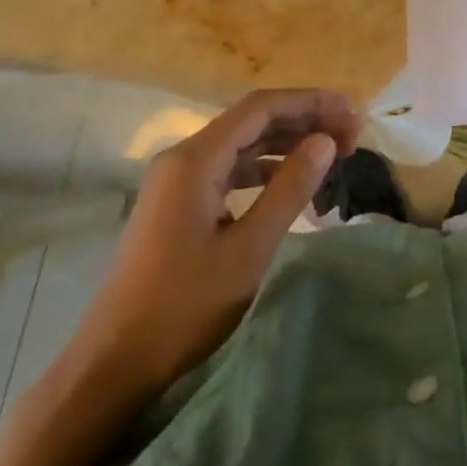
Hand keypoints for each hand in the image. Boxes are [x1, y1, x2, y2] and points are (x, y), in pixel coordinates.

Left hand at [66, 89, 359, 397]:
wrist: (114, 362)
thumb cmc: (184, 307)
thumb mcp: (249, 249)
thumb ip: (290, 189)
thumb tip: (325, 141)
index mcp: (196, 159)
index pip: (261, 107)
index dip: (311, 103)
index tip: (352, 115)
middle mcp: (183, 157)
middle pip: (252, 120)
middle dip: (303, 120)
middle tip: (351, 135)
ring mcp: (177, 179)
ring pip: (241, 143)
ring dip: (286, 142)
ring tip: (331, 152)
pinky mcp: (177, 202)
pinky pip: (229, 168)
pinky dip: (264, 168)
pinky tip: (292, 181)